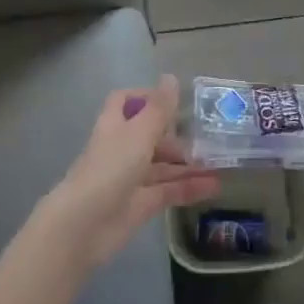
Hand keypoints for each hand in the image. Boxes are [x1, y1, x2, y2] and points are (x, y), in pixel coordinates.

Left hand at [38, 75, 219, 270]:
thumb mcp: (139, 133)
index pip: (125, 102)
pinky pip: (168, 191)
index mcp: (115, 125)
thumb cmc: (110, 168)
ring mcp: (131, 178)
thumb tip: (171, 77)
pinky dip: (189, 188)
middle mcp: (122, 148)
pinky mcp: (140, 205)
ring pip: (162, 166)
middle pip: (149, 135)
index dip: (146, 97)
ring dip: (188, 164)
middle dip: (176, 136)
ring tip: (219, 162)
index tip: (173, 101)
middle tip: (207, 137)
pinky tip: (214, 186)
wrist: (83, 226)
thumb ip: (159, 108)